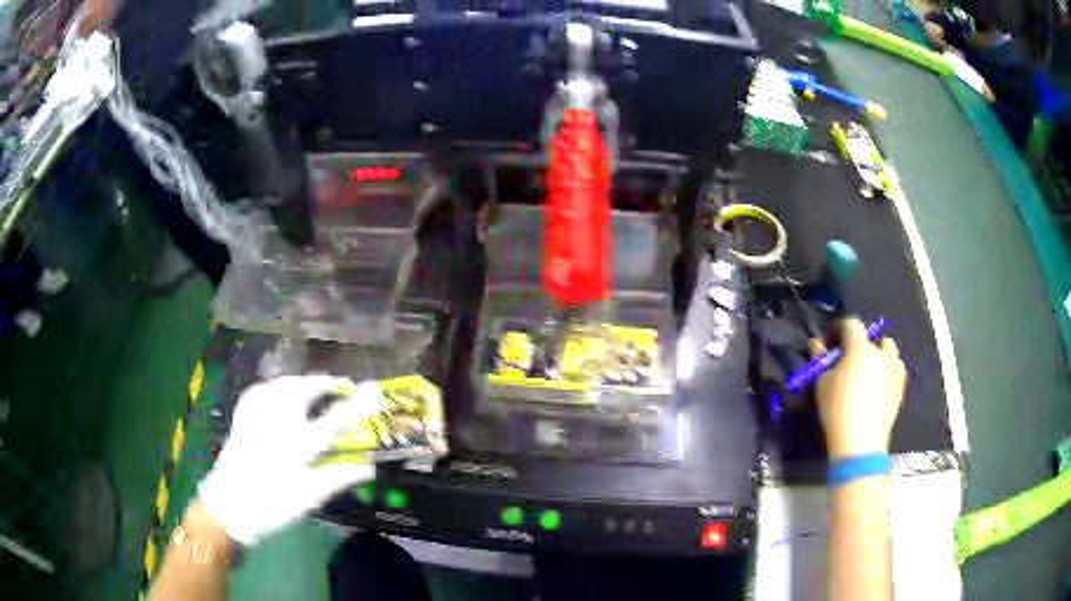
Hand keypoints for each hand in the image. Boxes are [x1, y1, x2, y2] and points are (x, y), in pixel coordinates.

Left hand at [198, 376, 381, 545]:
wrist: (228, 507)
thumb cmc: (272, 506)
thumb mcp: (309, 498)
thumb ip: (338, 477)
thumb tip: (369, 467)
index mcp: (295, 446)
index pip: (333, 420)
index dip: (356, 404)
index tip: (374, 390)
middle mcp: (275, 423)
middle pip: (303, 390)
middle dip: (324, 383)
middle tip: (340, 386)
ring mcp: (255, 416)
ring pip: (282, 384)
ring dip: (302, 382)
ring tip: (313, 387)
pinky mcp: (242, 416)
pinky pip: (261, 390)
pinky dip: (276, 387)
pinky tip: (280, 393)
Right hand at [811, 319, 906, 458]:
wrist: (860, 443)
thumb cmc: (837, 410)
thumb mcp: (822, 385)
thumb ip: (820, 360)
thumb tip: (817, 344)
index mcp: (860, 348)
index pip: (851, 324)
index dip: (839, 329)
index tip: (830, 342)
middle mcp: (881, 353)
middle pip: (874, 337)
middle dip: (862, 344)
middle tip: (850, 360)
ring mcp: (895, 370)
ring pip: (889, 352)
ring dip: (879, 356)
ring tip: (868, 372)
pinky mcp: (901, 388)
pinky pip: (896, 370)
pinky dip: (887, 372)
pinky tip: (877, 388)